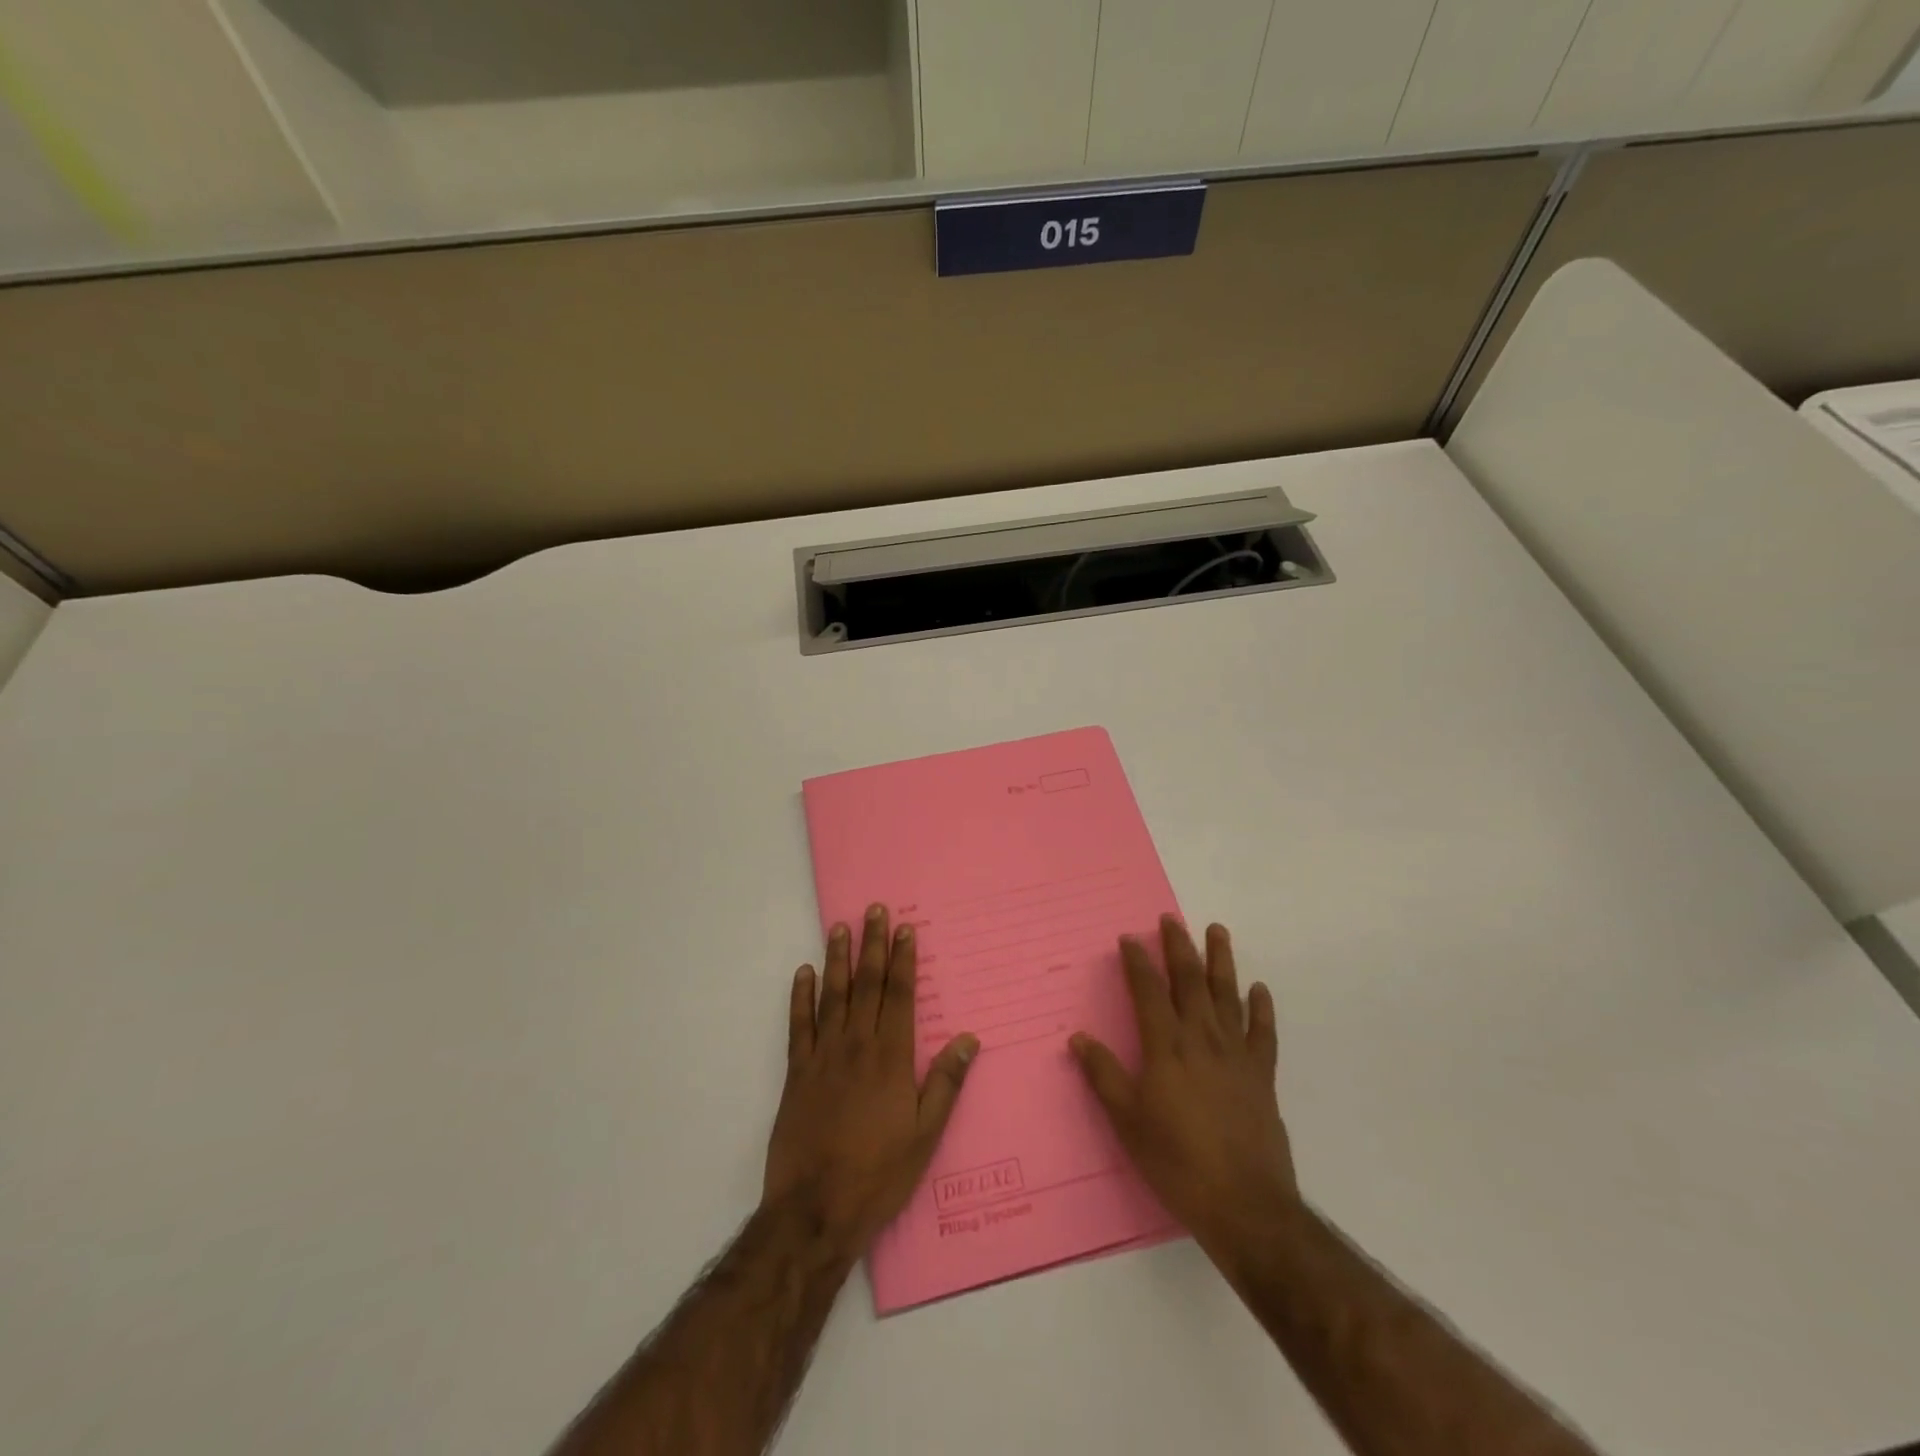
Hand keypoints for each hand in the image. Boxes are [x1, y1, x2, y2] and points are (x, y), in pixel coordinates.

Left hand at [764, 905, 979, 1258]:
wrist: (814, 1210)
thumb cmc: (878, 1174)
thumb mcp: (925, 1135)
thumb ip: (945, 1083)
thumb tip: (970, 1039)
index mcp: (891, 1058)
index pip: (899, 996)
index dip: (902, 960)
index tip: (904, 928)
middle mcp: (857, 1046)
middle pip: (866, 985)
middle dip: (872, 945)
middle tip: (874, 910)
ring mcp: (823, 1057)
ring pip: (832, 995)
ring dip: (838, 959)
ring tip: (840, 927)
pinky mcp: (797, 1073)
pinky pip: (799, 1025)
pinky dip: (801, 997)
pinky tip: (804, 973)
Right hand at [1070, 916, 1296, 1255]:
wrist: (1245, 1205)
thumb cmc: (1177, 1162)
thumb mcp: (1128, 1122)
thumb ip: (1104, 1076)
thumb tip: (1079, 1038)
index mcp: (1166, 1048)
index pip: (1148, 992)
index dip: (1138, 962)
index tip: (1129, 938)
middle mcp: (1201, 1039)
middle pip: (1190, 981)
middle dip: (1179, 947)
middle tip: (1171, 919)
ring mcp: (1236, 1055)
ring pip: (1227, 995)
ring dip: (1221, 961)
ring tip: (1217, 931)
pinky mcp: (1262, 1075)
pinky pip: (1262, 1033)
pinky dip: (1261, 1008)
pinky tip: (1258, 988)